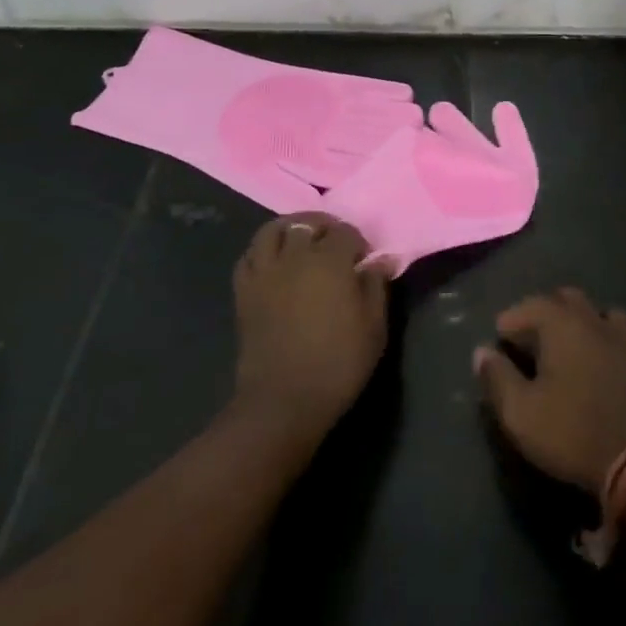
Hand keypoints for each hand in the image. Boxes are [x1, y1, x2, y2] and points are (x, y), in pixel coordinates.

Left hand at [233, 215, 389, 446]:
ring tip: (300, 240)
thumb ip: (376, 288)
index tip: (364, 260)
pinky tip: (273, 262)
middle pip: (307, 224)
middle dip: (324, 228)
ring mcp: (265, 272)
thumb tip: (380, 260)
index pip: (345, 232)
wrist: (283, 401)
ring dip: (289, 228)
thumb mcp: (373, 328)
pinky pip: (248, 256)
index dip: (357, 241)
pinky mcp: (244, 291)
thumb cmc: (337, 364)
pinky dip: (261, 251)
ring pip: (272, 230)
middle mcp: (295, 257)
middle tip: (334, 244)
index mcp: (330, 261)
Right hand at [474, 288, 625, 492]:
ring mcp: (617, 338)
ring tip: (561, 343)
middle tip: (527, 339)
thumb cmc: (571, 431)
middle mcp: (589, 320)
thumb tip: (481, 352)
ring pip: (592, 311)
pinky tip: (592, 357)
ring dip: (574, 319)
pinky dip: (598, 334)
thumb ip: (497, 378)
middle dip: (542, 312)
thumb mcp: (521, 412)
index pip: (529, 305)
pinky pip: (613, 331)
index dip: (511, 319)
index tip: (498, 337)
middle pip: (564, 299)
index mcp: (560, 324)